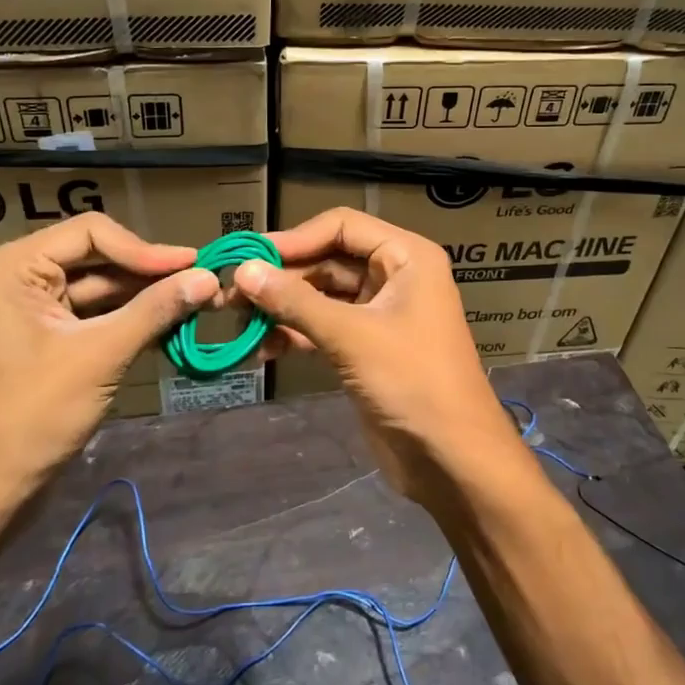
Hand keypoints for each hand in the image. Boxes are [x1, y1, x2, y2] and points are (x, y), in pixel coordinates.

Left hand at [0, 214, 216, 515]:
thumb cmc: (34, 413)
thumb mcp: (101, 355)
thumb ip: (155, 310)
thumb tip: (210, 278)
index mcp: (15, 267)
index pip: (91, 233)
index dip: (145, 248)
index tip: (193, 265)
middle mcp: (20, 276)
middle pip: (98, 256)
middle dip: (150, 272)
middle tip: (204, 281)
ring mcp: (33, 307)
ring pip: (101, 286)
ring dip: (146, 295)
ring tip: (197, 301)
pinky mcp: (47, 336)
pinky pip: (95, 314)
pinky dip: (131, 318)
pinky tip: (171, 323)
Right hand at [233, 208, 531, 507]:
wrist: (452, 457)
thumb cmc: (412, 381)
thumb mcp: (351, 336)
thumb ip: (295, 301)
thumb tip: (243, 271)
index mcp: (406, 257)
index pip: (342, 226)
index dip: (295, 238)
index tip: (249, 257)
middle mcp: (394, 276)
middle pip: (328, 260)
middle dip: (283, 277)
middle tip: (232, 295)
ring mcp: (379, 313)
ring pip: (322, 296)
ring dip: (283, 307)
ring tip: (239, 322)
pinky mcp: (366, 348)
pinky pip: (324, 327)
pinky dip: (295, 333)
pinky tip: (263, 348)